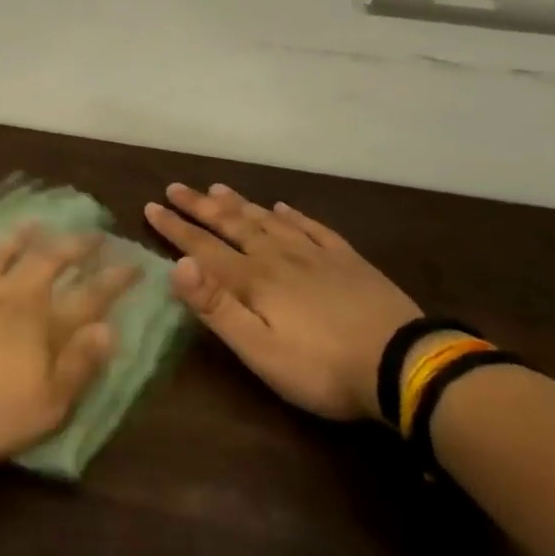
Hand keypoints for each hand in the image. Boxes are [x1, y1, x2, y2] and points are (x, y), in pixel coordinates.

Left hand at [0, 227, 134, 463]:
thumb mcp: (45, 406)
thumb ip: (78, 366)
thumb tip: (109, 330)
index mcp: (40, 324)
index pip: (88, 297)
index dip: (114, 280)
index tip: (134, 261)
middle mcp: (9, 295)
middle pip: (47, 262)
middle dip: (73, 246)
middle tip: (92, 232)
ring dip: (18, 237)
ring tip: (33, 222)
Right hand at [144, 183, 419, 421]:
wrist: (403, 364)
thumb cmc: (321, 367)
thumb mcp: (259, 350)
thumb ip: (217, 307)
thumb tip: (178, 265)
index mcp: (253, 280)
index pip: (203, 247)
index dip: (175, 228)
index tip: (151, 206)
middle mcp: (278, 256)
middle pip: (232, 225)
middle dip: (199, 207)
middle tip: (175, 188)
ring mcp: (315, 254)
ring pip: (267, 220)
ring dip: (239, 204)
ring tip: (217, 188)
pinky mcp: (346, 259)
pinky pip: (311, 227)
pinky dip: (292, 214)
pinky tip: (282, 207)